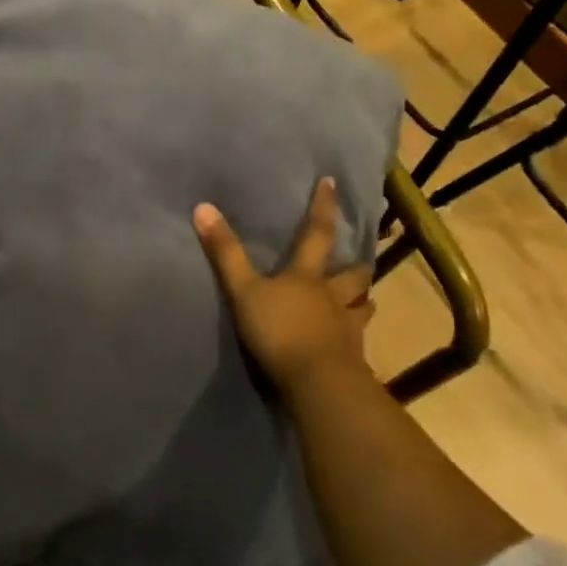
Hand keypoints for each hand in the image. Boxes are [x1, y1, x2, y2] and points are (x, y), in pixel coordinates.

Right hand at [193, 177, 374, 390]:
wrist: (316, 381)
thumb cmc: (279, 329)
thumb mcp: (243, 290)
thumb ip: (225, 253)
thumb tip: (203, 207)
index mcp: (306, 276)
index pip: (316, 234)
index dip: (322, 208)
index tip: (332, 183)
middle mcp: (332, 297)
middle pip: (351, 276)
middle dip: (356, 266)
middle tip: (361, 260)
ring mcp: (346, 328)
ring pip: (361, 307)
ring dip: (362, 301)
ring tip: (363, 300)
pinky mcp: (351, 358)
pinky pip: (358, 343)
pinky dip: (356, 338)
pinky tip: (354, 344)